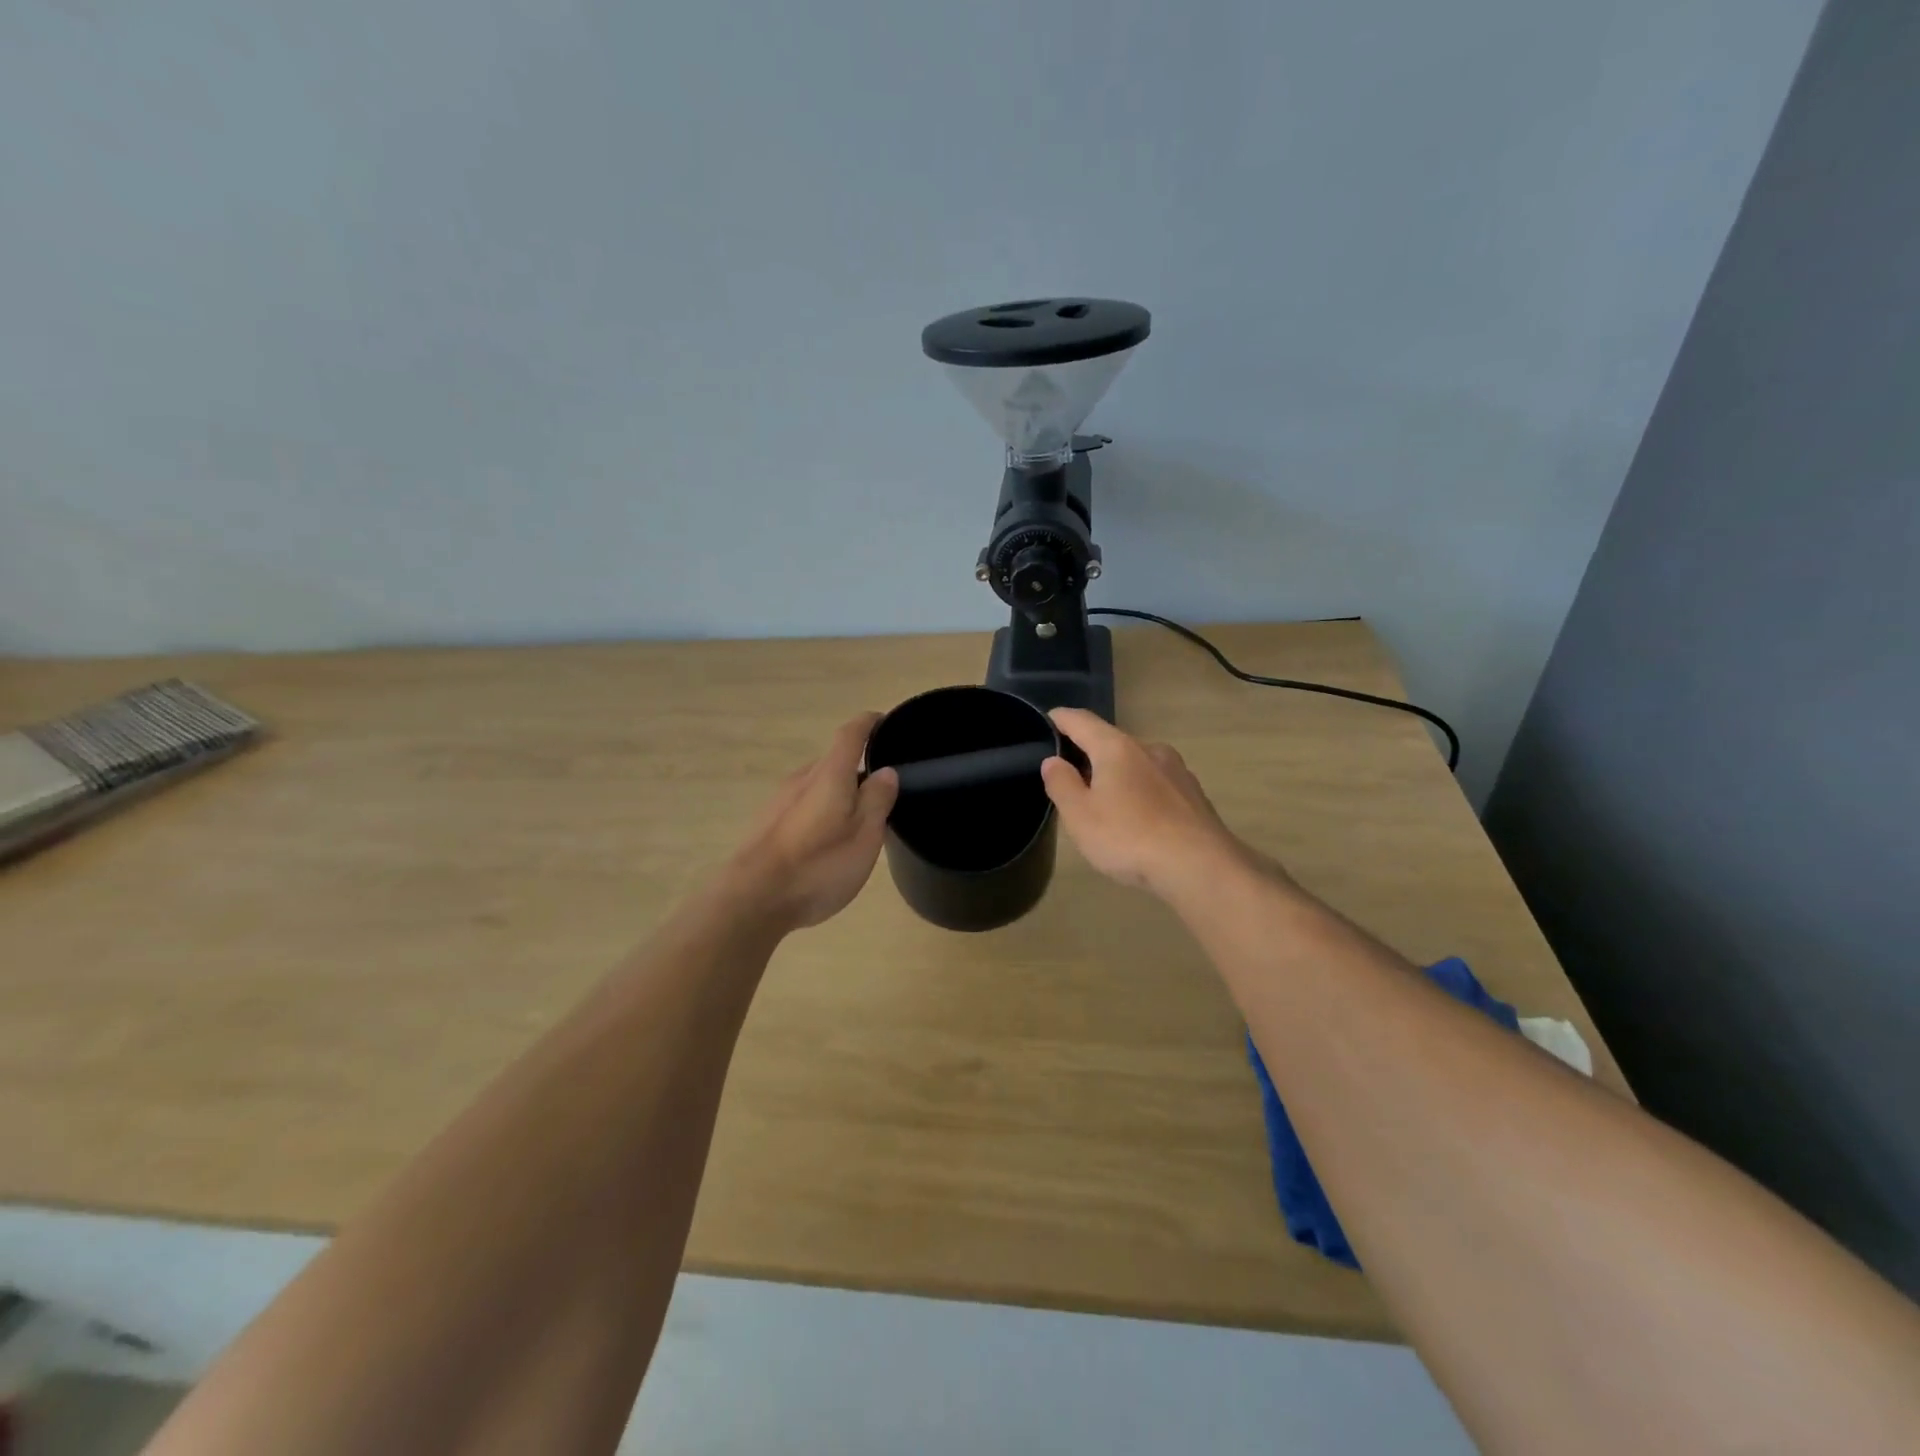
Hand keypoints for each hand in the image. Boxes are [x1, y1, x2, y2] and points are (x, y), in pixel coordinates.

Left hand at [729, 714, 899, 930]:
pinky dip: (820, 813)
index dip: (870, 723)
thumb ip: (877, 800)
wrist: (751, 899)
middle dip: (858, 770)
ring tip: (857, 823)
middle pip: (834, 762)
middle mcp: (802, 778)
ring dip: (839, 795)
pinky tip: (826, 843)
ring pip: (817, 787)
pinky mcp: (767, 824)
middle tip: (883, 793)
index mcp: (830, 774)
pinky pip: (803, 807)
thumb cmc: (817, 865)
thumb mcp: (864, 836)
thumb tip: (886, 770)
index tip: (886, 723)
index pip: (851, 734)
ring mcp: (779, 800)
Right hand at [1040, 708, 1258, 899]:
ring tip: (1104, 800)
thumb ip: (1062, 784)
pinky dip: (1141, 791)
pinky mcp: (1194, 795)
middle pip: (1111, 741)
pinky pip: (1157, 784)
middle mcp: (1149, 749)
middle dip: (1089, 753)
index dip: (1060, 719)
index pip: (1081, 721)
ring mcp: (1177, 770)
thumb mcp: (1080, 815)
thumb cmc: (1129, 837)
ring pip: (1137, 763)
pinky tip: (1138, 817)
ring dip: (1118, 774)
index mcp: (1116, 748)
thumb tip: (1053, 761)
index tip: (1047, 719)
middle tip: (1069, 774)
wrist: (1201, 866)